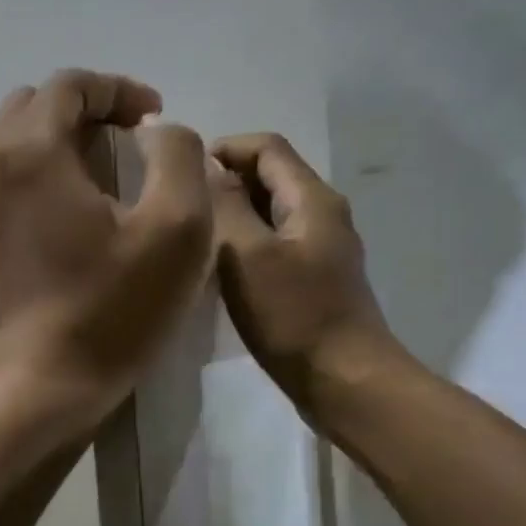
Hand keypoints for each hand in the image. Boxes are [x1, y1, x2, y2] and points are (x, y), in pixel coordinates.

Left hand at [0, 69, 210, 433]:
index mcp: (28, 151)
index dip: (119, 90)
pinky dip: (34, 173)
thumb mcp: (176, 229)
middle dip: (85, 110)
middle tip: (128, 142)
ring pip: (11, 141)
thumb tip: (153, 130)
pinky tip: (67, 211)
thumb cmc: (110, 312)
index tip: (155, 119)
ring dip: (57, 141)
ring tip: (101, 175)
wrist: (37, 389)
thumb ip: (176, 155)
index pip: (70, 85)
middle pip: (33, 106)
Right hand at [209, 132, 400, 415]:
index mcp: (312, 199)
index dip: (224, 148)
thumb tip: (208, 169)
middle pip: (270, 176)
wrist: (343, 379)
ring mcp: (320, 247)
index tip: (183, 171)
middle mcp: (322, 214)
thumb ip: (227, 207)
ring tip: (193, 234)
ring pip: (270, 212)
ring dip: (232, 213)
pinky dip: (244, 242)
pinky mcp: (313, 278)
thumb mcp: (247, 256)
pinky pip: (273, 243)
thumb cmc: (293, 315)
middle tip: (181, 205)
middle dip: (225, 181)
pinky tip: (218, 267)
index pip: (267, 147)